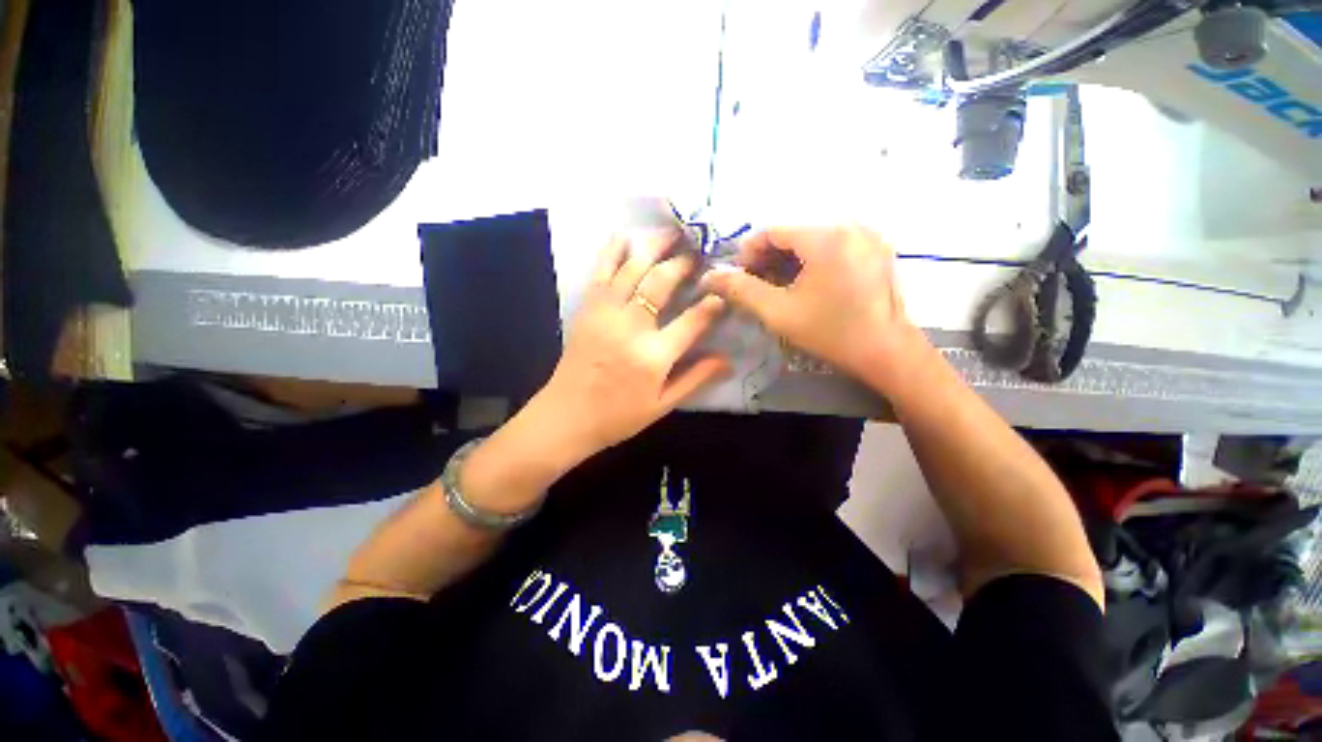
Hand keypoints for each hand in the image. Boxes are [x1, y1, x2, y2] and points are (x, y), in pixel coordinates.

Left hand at [533, 230, 730, 457]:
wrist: (566, 416)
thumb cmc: (618, 416)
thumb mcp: (662, 405)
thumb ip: (696, 379)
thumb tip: (729, 360)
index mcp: (653, 356)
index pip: (692, 321)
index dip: (711, 305)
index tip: (721, 294)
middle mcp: (630, 327)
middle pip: (660, 283)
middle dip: (682, 264)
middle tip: (697, 255)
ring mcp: (605, 313)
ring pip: (631, 268)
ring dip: (653, 246)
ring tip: (671, 233)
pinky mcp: (587, 308)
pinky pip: (601, 271)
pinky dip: (613, 250)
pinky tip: (626, 236)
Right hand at [701, 226, 921, 382]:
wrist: (886, 351)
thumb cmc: (830, 332)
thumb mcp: (778, 312)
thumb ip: (741, 290)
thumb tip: (710, 276)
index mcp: (826, 237)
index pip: (772, 230)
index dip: (749, 252)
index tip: (740, 277)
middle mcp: (850, 225)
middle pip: (794, 232)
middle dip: (769, 257)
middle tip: (758, 285)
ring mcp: (868, 235)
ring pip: (813, 238)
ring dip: (789, 259)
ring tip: (779, 286)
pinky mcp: (877, 248)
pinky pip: (833, 244)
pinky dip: (812, 259)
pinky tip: (806, 284)